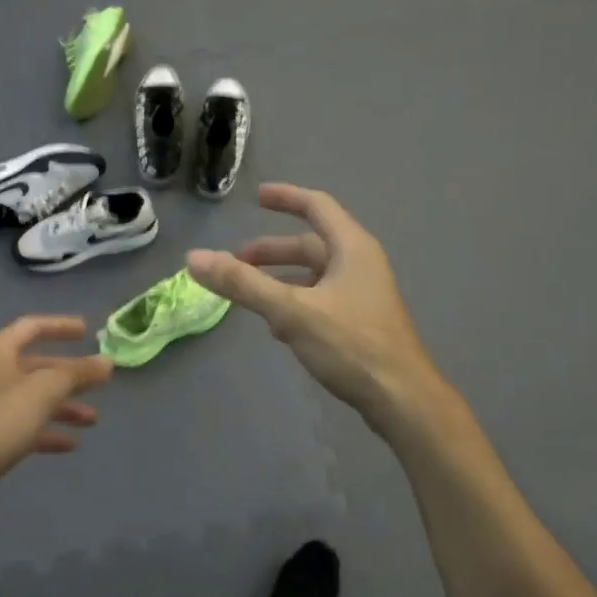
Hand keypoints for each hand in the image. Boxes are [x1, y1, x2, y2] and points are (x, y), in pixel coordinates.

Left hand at [0, 316, 113, 516]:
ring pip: (33, 399)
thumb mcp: (45, 390)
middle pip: (37, 366)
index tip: (87, 331)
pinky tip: (70, 445)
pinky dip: (48, 432)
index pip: (32, 327)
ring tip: (93, 420)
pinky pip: (25, 426)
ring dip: (64, 406)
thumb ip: (78, 373)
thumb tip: (107, 361)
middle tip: (100, 382)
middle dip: (69, 375)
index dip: (60, 326)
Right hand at [187, 185, 439, 432]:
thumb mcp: (292, 311)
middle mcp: (360, 265)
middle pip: (311, 245)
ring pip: (314, 277)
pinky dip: (296, 304)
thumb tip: (195, 257)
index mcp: (352, 248)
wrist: (401, 399)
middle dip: (272, 252)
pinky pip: (321, 301)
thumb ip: (243, 284)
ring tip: (250, 295)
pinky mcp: (361, 324)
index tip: (256, 198)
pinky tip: (278, 328)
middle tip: (237, 261)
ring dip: (282, 280)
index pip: (317, 206)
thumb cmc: (351, 345)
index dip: (286, 197)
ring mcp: (363, 296)